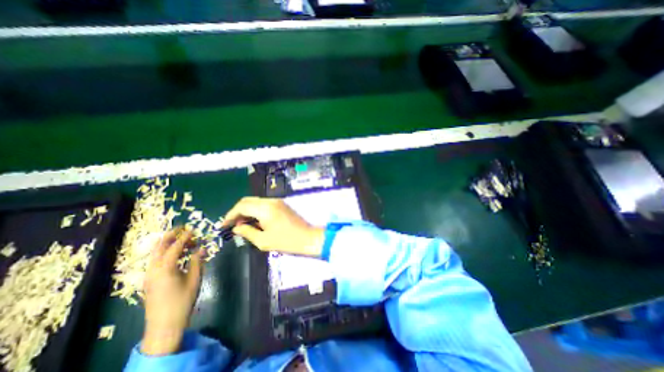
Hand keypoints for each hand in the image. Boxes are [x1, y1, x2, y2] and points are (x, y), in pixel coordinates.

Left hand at [140, 230, 201, 354]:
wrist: (164, 325)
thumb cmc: (182, 300)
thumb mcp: (194, 279)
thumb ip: (197, 261)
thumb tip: (201, 248)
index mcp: (164, 268)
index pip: (174, 247)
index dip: (184, 237)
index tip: (193, 229)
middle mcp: (153, 269)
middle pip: (159, 247)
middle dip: (170, 236)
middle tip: (182, 228)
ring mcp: (149, 275)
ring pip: (156, 254)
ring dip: (168, 244)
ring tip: (183, 240)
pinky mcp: (149, 280)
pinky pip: (156, 261)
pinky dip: (166, 253)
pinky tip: (177, 254)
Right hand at [224, 196, 325, 256]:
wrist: (308, 237)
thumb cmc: (286, 241)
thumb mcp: (263, 241)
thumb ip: (247, 232)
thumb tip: (236, 227)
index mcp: (265, 209)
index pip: (242, 206)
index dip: (230, 215)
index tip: (223, 225)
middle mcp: (271, 201)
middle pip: (248, 200)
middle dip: (237, 211)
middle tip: (232, 225)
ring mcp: (278, 201)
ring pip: (256, 201)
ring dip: (247, 210)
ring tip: (243, 225)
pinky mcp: (282, 204)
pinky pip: (264, 204)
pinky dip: (256, 210)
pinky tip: (255, 221)